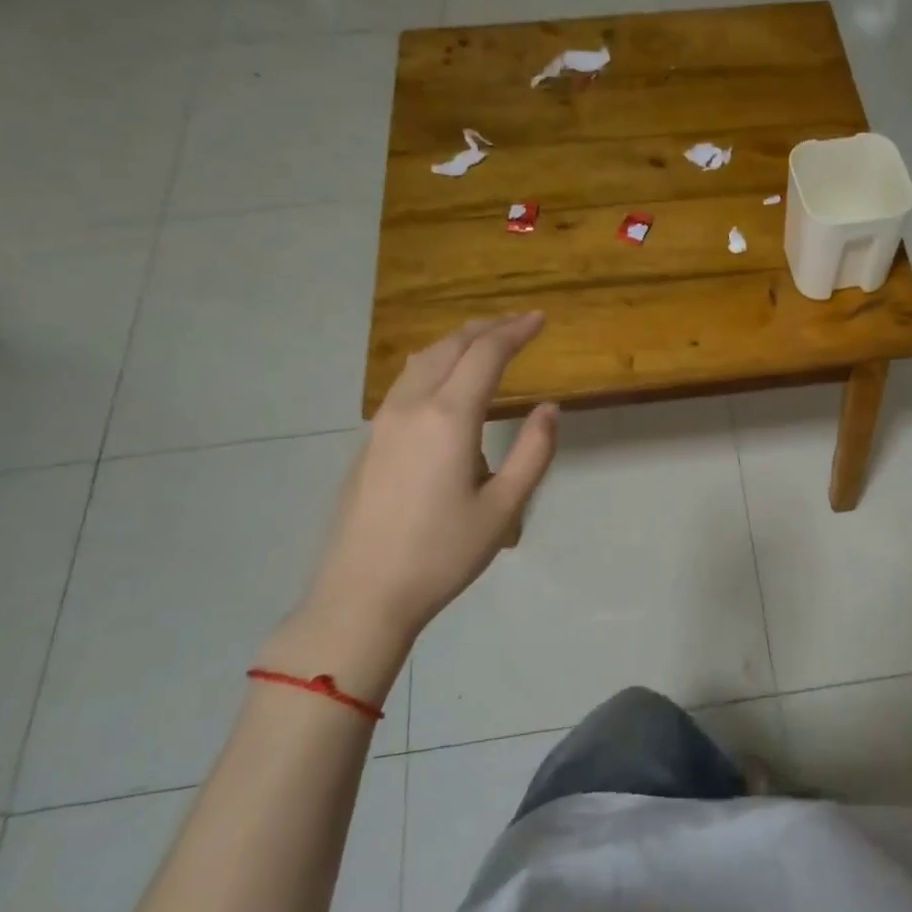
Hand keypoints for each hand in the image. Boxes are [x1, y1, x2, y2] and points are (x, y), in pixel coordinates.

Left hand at [269, 314, 558, 701]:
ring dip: (456, 342)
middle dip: (487, 328)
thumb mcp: (504, 508)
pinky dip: (434, 364)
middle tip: (518, 322)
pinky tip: (445, 381)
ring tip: (484, 341)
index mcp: (449, 418)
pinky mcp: (370, 441)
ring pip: (422, 361)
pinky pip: (406, 383)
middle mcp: (412, 407)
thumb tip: (549, 408)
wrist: (363, 593)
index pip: (486, 355)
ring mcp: (383, 423)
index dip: (515, 331)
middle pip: (450, 347)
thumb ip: (532, 452)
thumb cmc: (442, 553)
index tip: (540, 318)